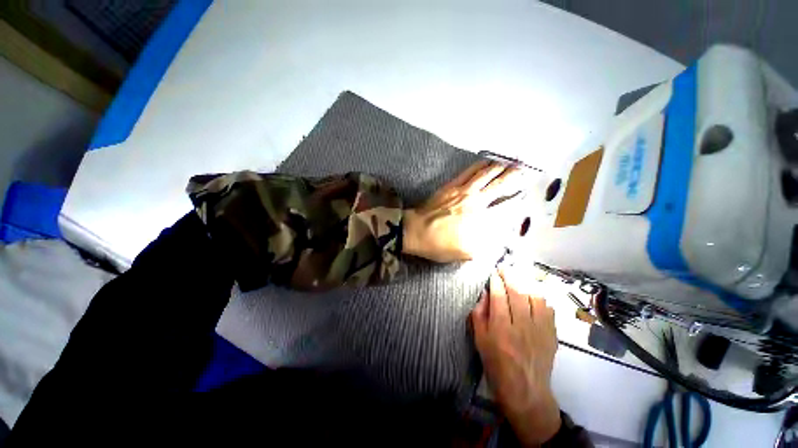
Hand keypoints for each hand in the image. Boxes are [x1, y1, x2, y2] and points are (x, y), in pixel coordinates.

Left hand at [402, 161, 526, 262]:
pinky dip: (479, 165)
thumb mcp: (464, 253)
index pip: (504, 205)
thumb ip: (484, 245)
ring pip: (485, 174)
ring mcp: (462, 190)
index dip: (516, 197)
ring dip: (499, 167)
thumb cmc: (438, 244)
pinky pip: (468, 171)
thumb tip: (497, 237)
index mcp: (479, 218)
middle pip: (498, 184)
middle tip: (525, 169)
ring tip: (510, 161)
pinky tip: (486, 161)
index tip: (526, 192)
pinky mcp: (451, 185)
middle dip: (513, 176)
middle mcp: (475, 200)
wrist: (415, 231)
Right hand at [471, 268, 560, 445]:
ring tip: (519, 279)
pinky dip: (541, 299)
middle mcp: (522, 325)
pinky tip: (534, 297)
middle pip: (517, 292)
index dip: (495, 281)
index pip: (499, 296)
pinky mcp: (552, 334)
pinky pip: (549, 309)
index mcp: (501, 328)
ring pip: (536, 298)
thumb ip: (479, 315)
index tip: (493, 273)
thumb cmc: (497, 365)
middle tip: (504, 268)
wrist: (525, 391)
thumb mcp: (480, 341)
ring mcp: (540, 329)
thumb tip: (484, 295)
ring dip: (526, 284)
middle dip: (510, 276)